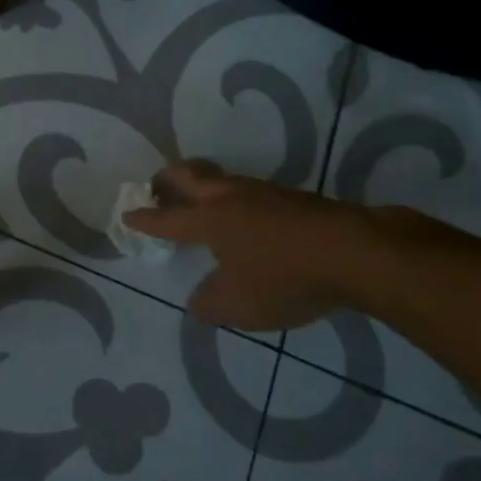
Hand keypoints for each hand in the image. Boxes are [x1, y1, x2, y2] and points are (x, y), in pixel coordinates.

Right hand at [124, 160, 410, 329]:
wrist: (353, 252)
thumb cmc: (285, 278)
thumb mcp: (241, 305)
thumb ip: (211, 304)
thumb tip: (197, 304)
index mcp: (209, 220)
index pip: (167, 219)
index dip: (145, 219)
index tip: (127, 214)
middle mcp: (229, 198)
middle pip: (188, 175)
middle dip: (166, 180)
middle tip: (156, 188)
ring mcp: (262, 192)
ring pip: (221, 179)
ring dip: (203, 186)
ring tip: (201, 203)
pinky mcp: (291, 197)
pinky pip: (250, 191)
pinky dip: (235, 199)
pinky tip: (248, 219)